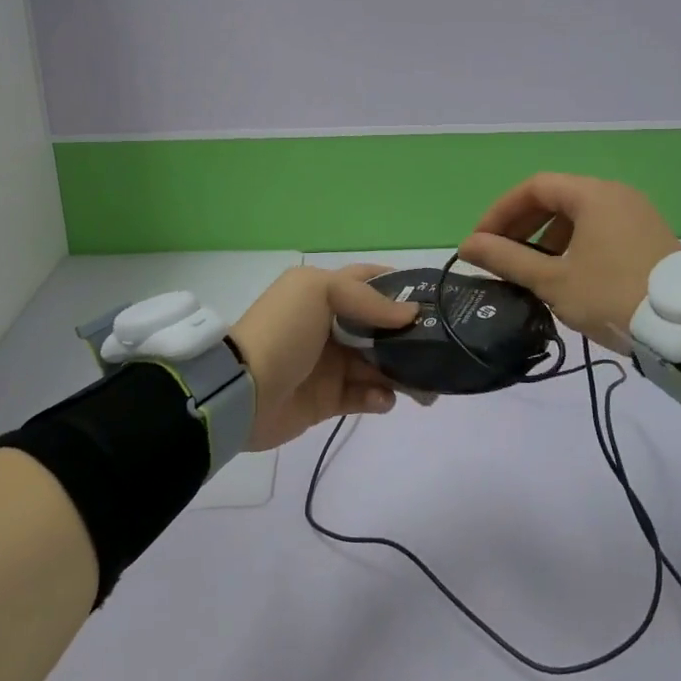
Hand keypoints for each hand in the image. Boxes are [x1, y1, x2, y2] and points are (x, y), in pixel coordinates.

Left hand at [230, 266, 418, 449]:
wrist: (242, 391)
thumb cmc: (282, 331)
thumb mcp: (319, 293)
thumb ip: (368, 300)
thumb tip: (411, 314)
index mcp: (324, 292)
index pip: (369, 281)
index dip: (399, 286)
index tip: (432, 298)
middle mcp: (330, 324)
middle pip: (381, 327)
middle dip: (410, 337)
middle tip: (438, 348)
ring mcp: (330, 363)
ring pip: (379, 363)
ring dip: (402, 371)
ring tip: (421, 384)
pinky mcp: (329, 398)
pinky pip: (365, 396)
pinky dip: (379, 397)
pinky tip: (381, 399)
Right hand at [459, 173, 680, 349]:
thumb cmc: (611, 296)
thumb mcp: (553, 280)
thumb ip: (506, 259)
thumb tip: (467, 246)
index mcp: (592, 194)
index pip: (534, 187)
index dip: (500, 212)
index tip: (481, 242)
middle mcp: (616, 193)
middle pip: (557, 197)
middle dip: (522, 224)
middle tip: (499, 255)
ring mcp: (636, 213)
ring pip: (579, 214)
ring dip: (547, 235)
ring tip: (531, 268)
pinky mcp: (648, 235)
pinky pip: (600, 227)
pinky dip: (574, 242)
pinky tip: (567, 273)